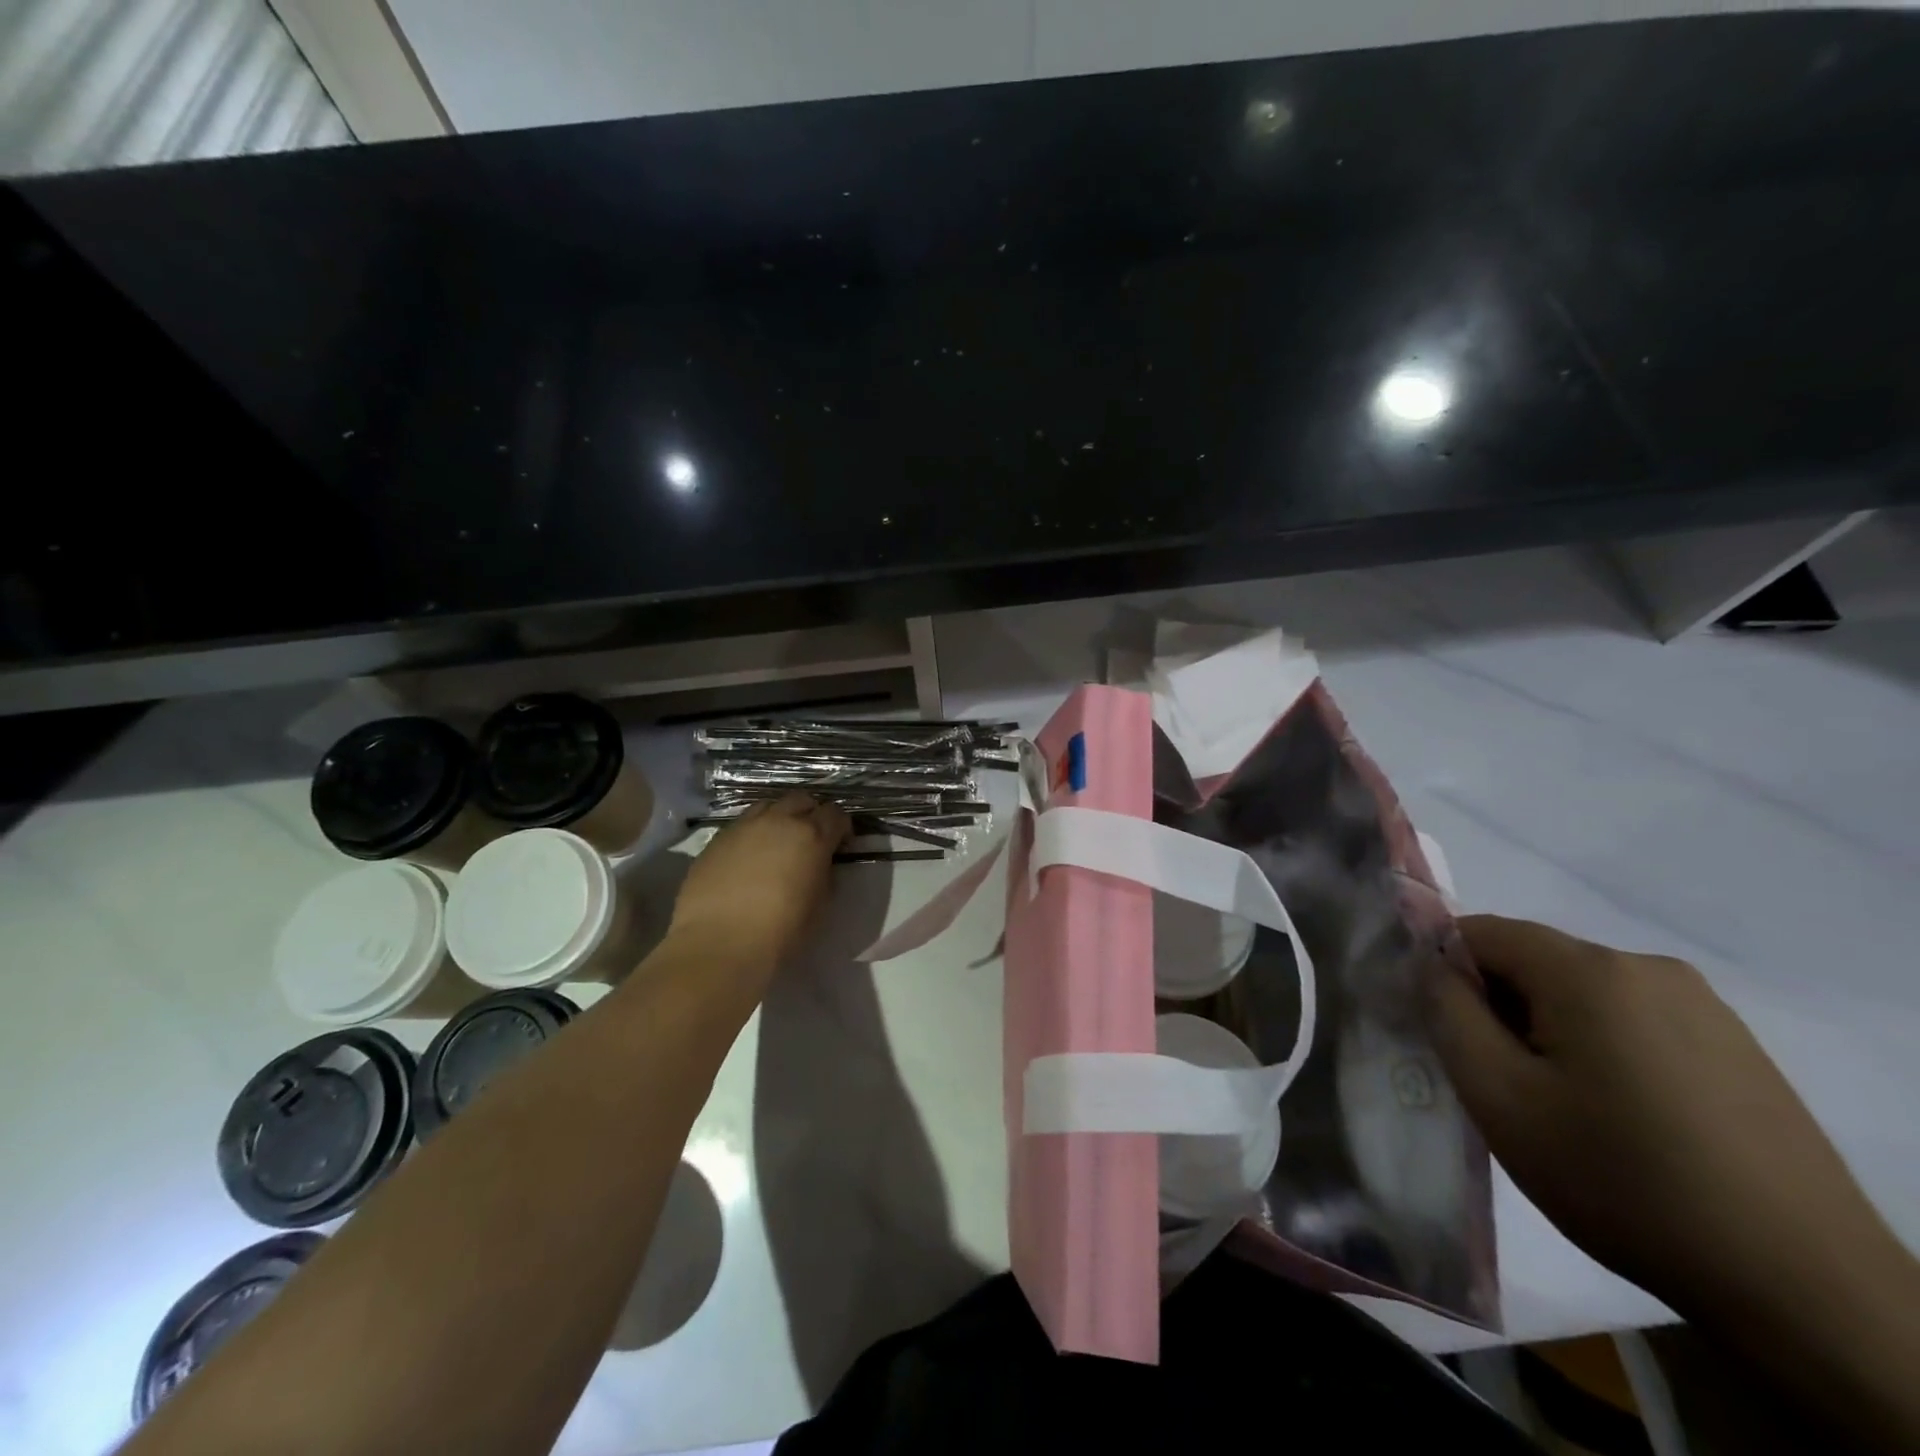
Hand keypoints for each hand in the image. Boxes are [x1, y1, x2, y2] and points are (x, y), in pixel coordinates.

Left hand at [666, 793, 847, 981]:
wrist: (719, 944)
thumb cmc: (780, 931)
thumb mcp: (820, 906)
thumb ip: (825, 876)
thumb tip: (820, 865)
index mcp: (812, 836)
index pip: (835, 814)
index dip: (841, 827)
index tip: (840, 845)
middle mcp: (779, 821)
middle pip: (801, 800)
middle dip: (811, 814)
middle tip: (810, 839)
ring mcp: (744, 827)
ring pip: (768, 806)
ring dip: (779, 818)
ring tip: (777, 843)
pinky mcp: (716, 839)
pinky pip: (741, 825)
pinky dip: (752, 834)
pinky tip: (747, 859)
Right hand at [1426, 915, 1892, 1315]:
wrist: (1804, 1289)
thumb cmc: (1622, 1180)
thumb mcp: (1499, 1097)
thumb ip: (1447, 1012)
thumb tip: (1431, 964)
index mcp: (1589, 970)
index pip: (1480, 932)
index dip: (1445, 972)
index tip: (1447, 1033)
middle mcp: (1648, 967)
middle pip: (1534, 961)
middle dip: (1500, 1006)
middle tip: (1501, 1081)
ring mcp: (1704, 1006)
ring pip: (1583, 992)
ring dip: (1550, 1029)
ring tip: (1561, 1106)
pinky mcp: (1737, 1046)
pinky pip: (1634, 1019)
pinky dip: (1603, 1047)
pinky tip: (1622, 1116)